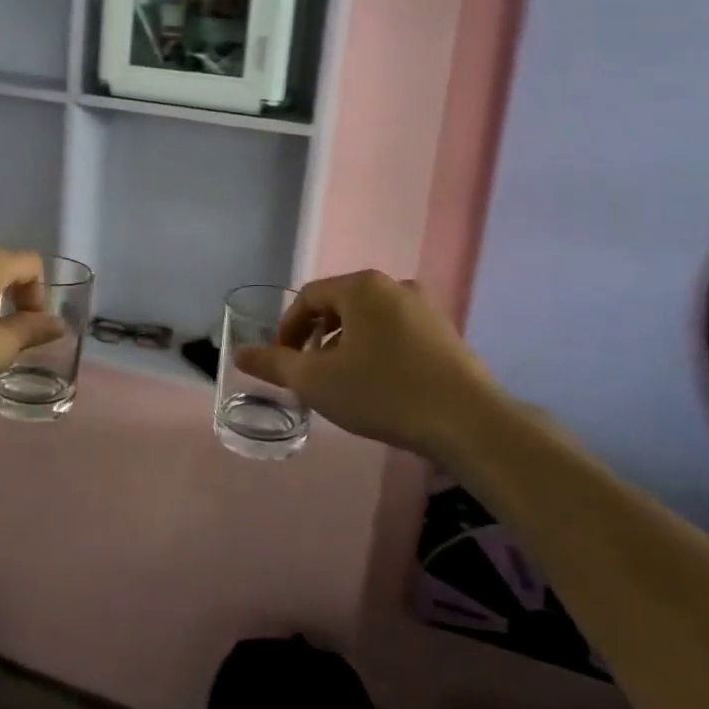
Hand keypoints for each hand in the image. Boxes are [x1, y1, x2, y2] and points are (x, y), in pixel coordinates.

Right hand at [235, 271, 504, 460]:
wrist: (469, 422)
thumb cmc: (384, 393)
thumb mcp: (317, 381)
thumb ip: (275, 364)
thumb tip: (239, 353)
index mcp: (361, 286)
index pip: (308, 298)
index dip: (287, 329)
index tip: (283, 363)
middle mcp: (394, 286)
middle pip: (339, 306)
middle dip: (317, 338)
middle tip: (310, 373)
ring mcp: (425, 308)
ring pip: (368, 320)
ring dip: (346, 346)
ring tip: (342, 383)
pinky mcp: (445, 333)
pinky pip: (395, 333)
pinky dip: (376, 351)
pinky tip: (379, 386)